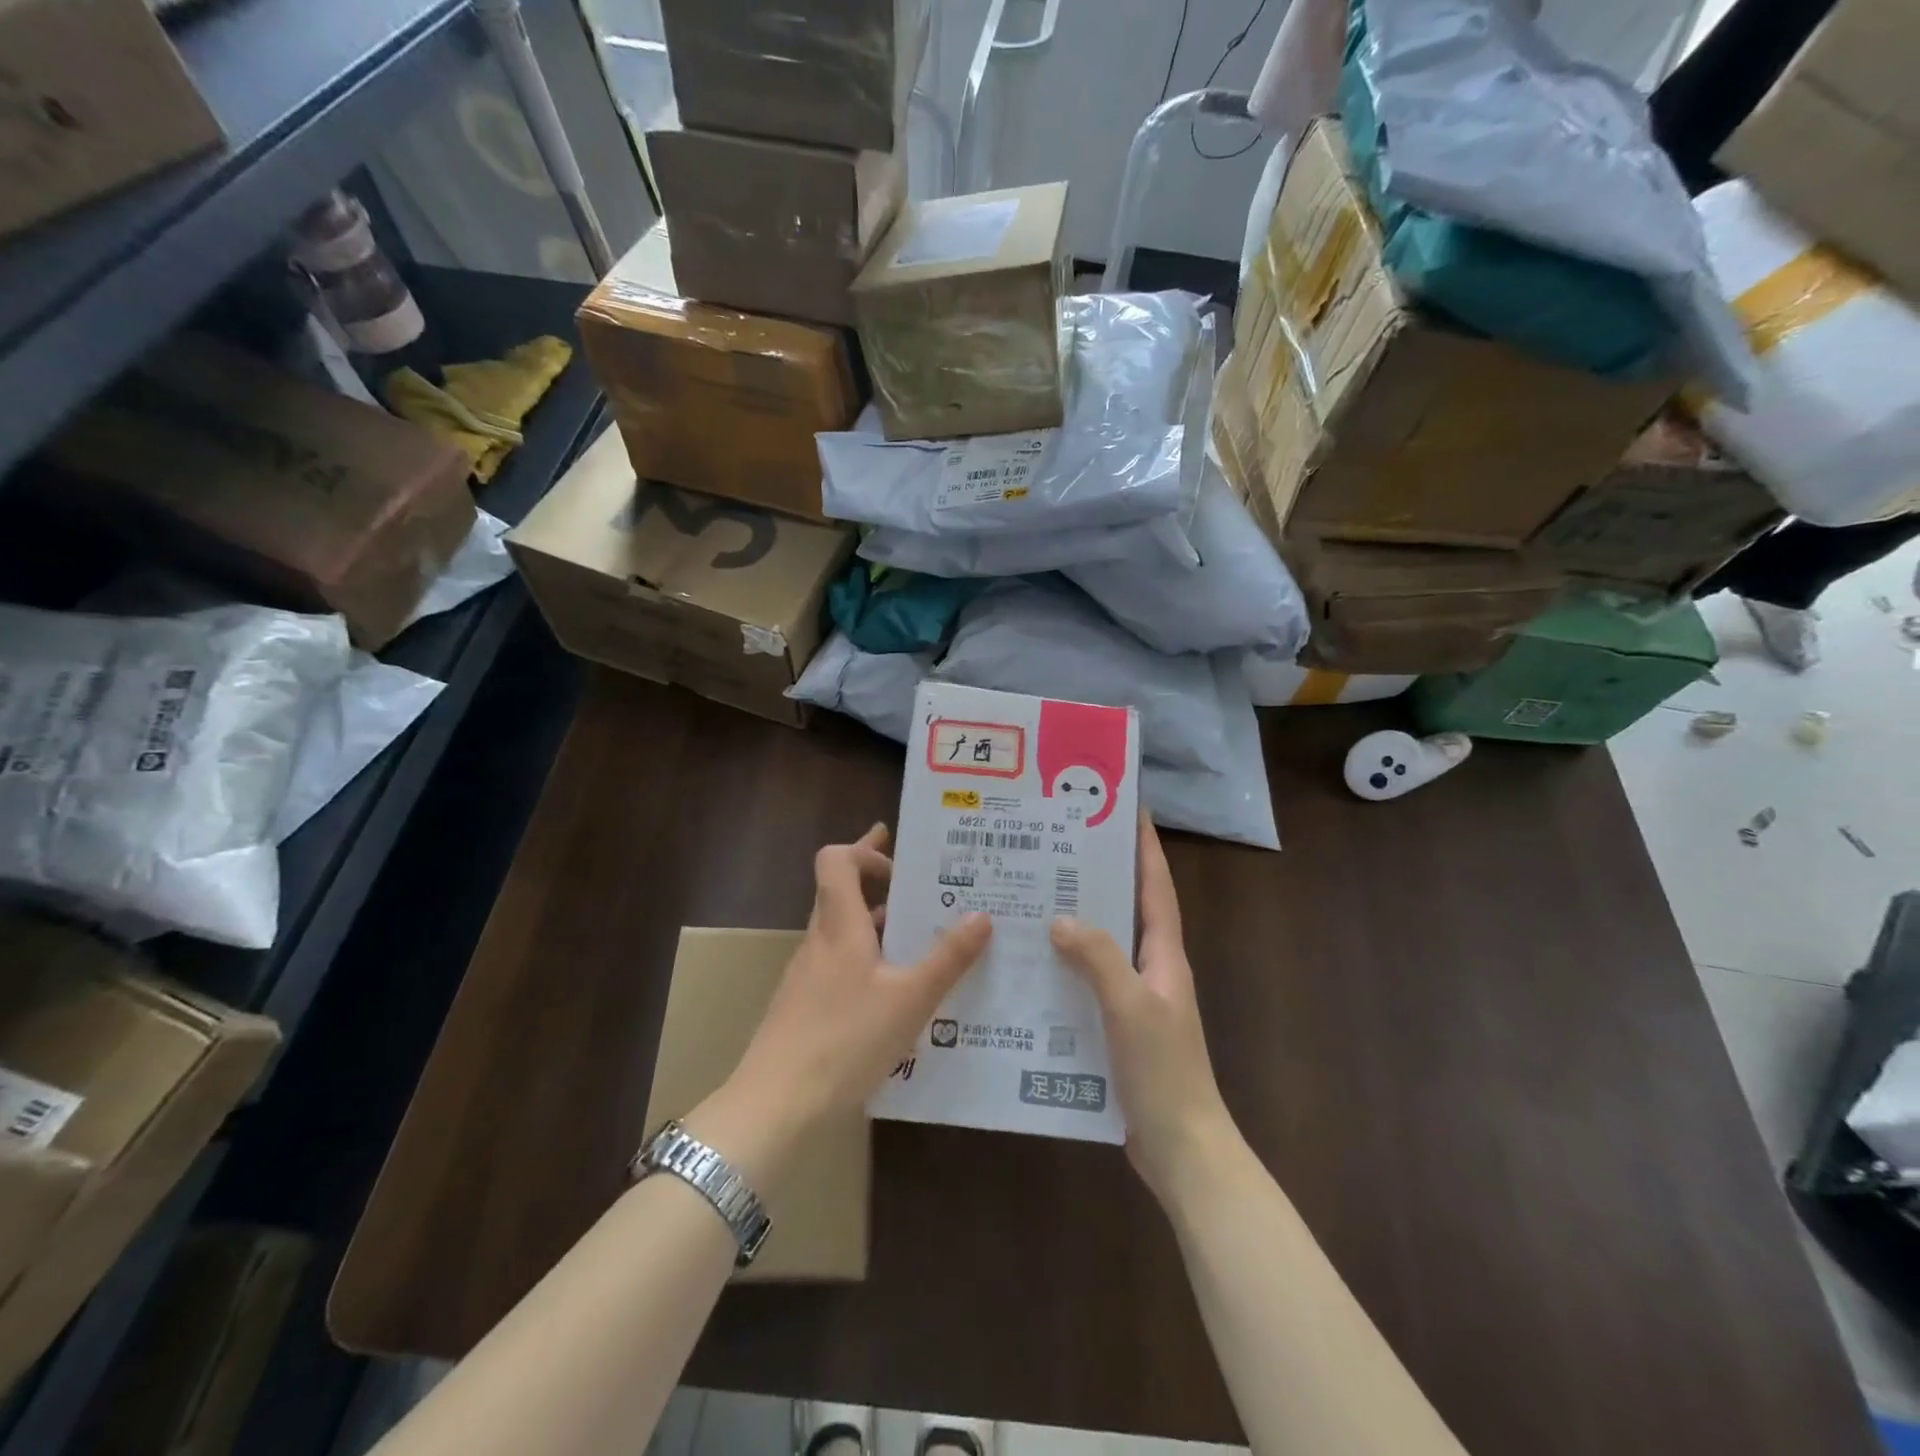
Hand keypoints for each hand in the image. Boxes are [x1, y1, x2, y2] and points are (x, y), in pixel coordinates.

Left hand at [692, 825, 990, 1184]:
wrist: (777, 1105)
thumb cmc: (845, 1039)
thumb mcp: (910, 999)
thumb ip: (948, 958)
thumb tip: (982, 915)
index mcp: (839, 926)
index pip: (835, 860)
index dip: (864, 850)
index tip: (900, 862)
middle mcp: (820, 941)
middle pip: (842, 893)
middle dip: (880, 883)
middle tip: (925, 886)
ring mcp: (808, 975)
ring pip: (845, 932)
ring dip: (879, 926)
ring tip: (925, 939)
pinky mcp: (806, 1006)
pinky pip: (842, 965)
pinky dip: (870, 962)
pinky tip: (899, 993)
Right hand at [1051, 813, 1233, 1200]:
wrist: (1181, 1148)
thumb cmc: (1164, 1071)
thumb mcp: (1131, 1006)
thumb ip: (1098, 958)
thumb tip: (1060, 917)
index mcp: (1164, 954)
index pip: (1155, 886)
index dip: (1144, 845)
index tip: (1124, 807)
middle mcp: (1150, 967)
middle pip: (1125, 907)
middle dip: (1099, 874)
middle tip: (1056, 846)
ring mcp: (1133, 997)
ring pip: (1102, 944)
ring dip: (1075, 919)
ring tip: (1032, 894)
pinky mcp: (1114, 1025)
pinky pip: (1086, 979)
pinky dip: (1063, 964)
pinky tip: (1029, 962)